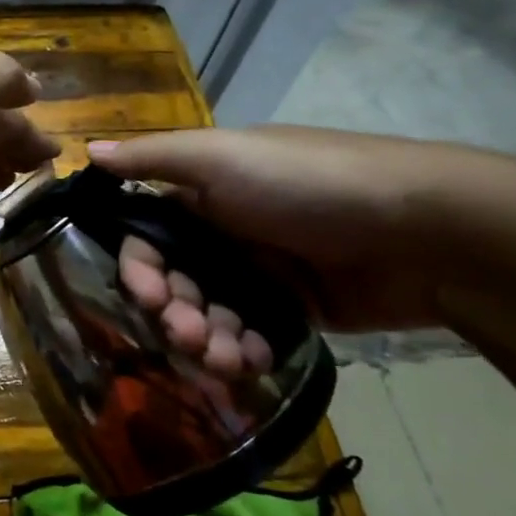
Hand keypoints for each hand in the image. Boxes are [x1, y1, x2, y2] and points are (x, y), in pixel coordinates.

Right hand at [88, 126, 504, 332]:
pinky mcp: (293, 310)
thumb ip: (153, 159)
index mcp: (202, 195)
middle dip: (174, 314)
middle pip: (174, 285)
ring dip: (206, 341)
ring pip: (208, 317)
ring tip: (227, 361)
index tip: (148, 297)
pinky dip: (242, 353)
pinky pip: (248, 337)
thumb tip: (86, 151)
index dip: (140, 271)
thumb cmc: (310, 184)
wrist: (428, 231)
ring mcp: (260, 274)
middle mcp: (224, 233)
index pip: (146, 240)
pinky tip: (251, 364)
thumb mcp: (223, 157)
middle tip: (190, 337)